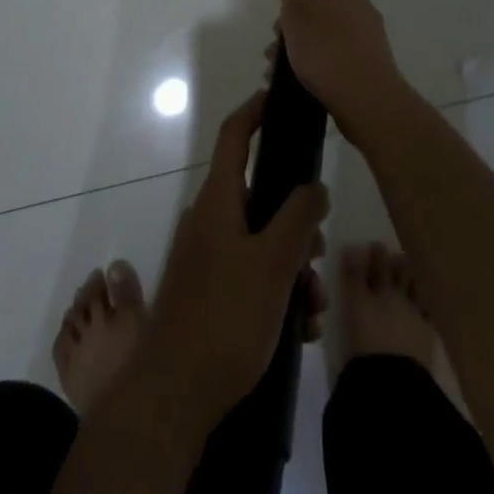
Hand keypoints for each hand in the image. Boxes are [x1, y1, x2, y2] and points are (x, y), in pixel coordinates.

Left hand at [141, 91, 328, 429]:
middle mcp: (210, 220)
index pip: (235, 136)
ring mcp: (207, 257)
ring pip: (261, 243)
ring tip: (313, 308)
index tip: (279, 99)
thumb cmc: (225, 316)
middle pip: (260, 198)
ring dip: (293, 267)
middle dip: (297, 222)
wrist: (173, 394)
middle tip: (320, 252)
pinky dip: (277, 292)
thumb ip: (300, 217)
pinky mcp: (208, 292)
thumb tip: (315, 186)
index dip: (255, 110)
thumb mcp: (274, 263)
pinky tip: (299, 329)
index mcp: (219, 200)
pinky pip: (250, 275)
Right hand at [275, 0, 408, 144]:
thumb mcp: (299, 17)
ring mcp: (365, 39)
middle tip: (277, 28)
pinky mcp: (363, 67)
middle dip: (299, 8)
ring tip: (275, 61)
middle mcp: (360, 9)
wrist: (370, 107)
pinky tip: (288, 79)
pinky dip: (309, 60)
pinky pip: (330, 54)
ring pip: (324, 28)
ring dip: (299, 39)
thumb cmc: (331, 52)